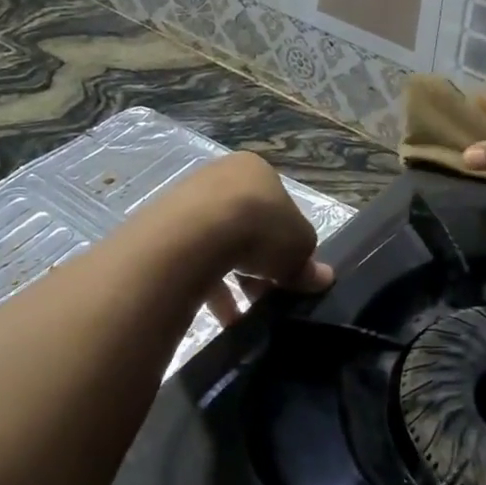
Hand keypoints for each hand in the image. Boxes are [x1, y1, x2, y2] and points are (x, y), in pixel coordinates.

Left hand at [163, 153, 333, 324]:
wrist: (195, 234)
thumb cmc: (260, 227)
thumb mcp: (300, 246)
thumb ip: (309, 263)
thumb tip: (321, 277)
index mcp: (256, 170)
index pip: (278, 206)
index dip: (287, 242)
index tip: (287, 271)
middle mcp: (220, 176)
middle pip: (248, 226)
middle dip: (259, 264)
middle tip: (266, 293)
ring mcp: (187, 200)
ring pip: (219, 244)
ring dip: (234, 279)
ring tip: (243, 312)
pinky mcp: (164, 228)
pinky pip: (193, 260)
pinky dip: (209, 286)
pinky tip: (221, 315)